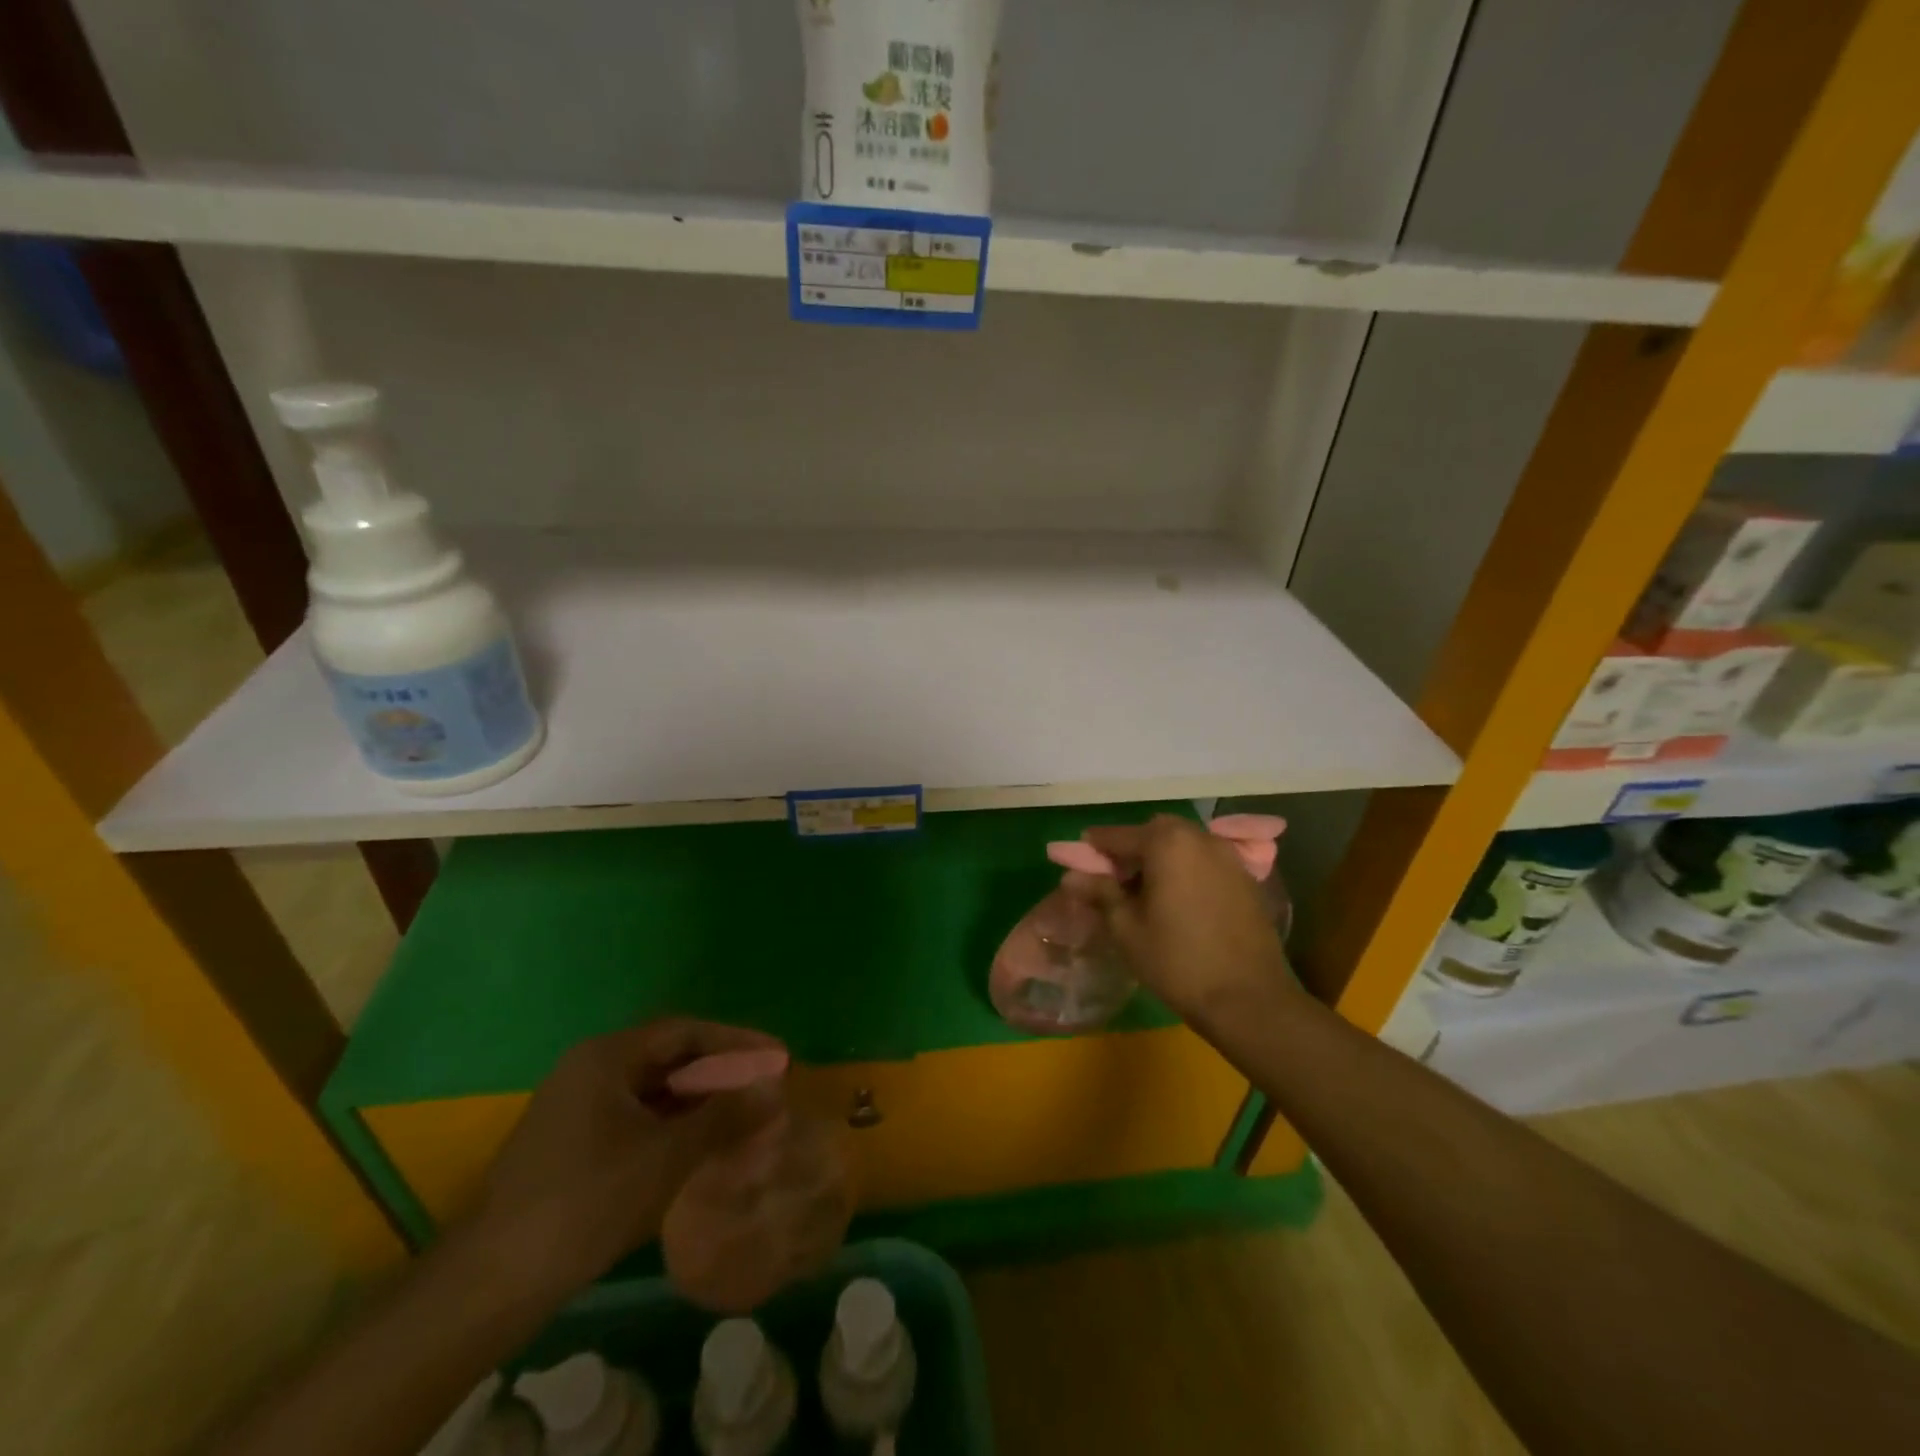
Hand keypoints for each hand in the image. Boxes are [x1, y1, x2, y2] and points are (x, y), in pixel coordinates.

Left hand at [461, 1018, 783, 1302]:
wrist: (491, 1284)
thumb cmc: (586, 1202)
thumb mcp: (666, 1156)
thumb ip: (724, 1117)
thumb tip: (775, 1090)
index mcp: (607, 1057)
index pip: (685, 1032)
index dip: (735, 1041)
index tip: (776, 1055)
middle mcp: (589, 1070)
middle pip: (669, 1058)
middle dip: (719, 1073)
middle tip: (763, 1088)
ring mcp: (575, 1109)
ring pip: (652, 1093)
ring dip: (697, 1104)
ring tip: (741, 1119)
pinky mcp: (570, 1146)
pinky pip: (635, 1120)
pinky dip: (671, 1128)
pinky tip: (699, 1149)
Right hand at [1061, 814, 1293, 1022]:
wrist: (1250, 999)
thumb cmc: (1178, 961)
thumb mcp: (1127, 928)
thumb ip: (1100, 893)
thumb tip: (1071, 877)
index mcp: (1166, 843)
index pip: (1118, 836)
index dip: (1094, 847)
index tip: (1075, 860)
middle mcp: (1200, 838)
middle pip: (1154, 832)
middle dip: (1131, 848)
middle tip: (1114, 877)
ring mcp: (1228, 856)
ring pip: (1183, 844)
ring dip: (1160, 857)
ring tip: (1145, 890)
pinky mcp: (1246, 878)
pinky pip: (1205, 860)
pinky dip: (1186, 868)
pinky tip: (1178, 899)